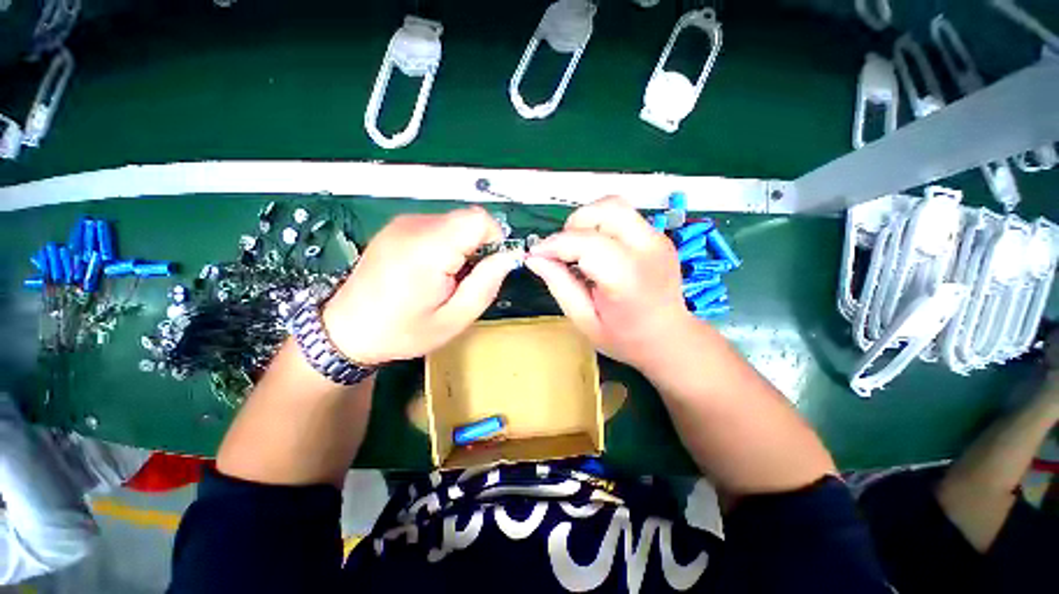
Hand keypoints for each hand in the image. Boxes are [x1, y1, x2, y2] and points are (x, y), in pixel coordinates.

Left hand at [321, 207, 519, 364]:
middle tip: (464, 280)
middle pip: (468, 219)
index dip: (493, 240)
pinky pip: (437, 227)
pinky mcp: (397, 227)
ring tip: (446, 279)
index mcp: (428, 249)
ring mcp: (402, 223)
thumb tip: (508, 257)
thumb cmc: (402, 331)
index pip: (479, 219)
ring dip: (462, 248)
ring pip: (454, 223)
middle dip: (478, 247)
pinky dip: (446, 245)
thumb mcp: (454, 319)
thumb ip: (486, 285)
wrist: (347, 331)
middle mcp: (414, 226)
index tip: (487, 267)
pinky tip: (431, 271)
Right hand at [525, 196, 694, 367]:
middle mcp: (647, 249)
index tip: (536, 255)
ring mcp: (657, 239)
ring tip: (579, 249)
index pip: (585, 242)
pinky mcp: (658, 236)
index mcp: (627, 277)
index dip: (554, 245)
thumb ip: (558, 285)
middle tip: (563, 251)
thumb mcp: (583, 320)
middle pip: (605, 210)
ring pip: (614, 206)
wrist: (669, 338)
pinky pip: (623, 216)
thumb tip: (534, 258)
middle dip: (573, 225)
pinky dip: (601, 226)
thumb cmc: (624, 337)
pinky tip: (597, 251)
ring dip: (588, 222)